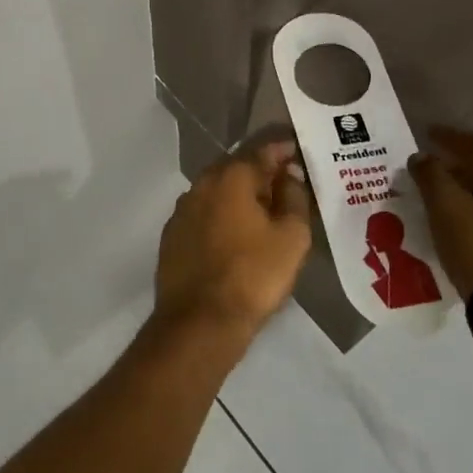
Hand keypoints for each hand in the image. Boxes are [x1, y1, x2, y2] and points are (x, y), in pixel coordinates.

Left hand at [154, 141, 311, 343]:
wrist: (199, 322)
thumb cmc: (253, 275)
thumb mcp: (291, 237)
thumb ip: (294, 198)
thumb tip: (290, 174)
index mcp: (232, 176)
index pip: (263, 150)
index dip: (284, 150)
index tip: (300, 154)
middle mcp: (202, 183)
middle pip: (237, 167)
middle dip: (261, 172)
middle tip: (286, 185)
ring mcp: (182, 209)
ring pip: (217, 191)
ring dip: (239, 195)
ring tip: (263, 211)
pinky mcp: (172, 235)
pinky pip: (203, 214)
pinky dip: (221, 216)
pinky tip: (234, 235)